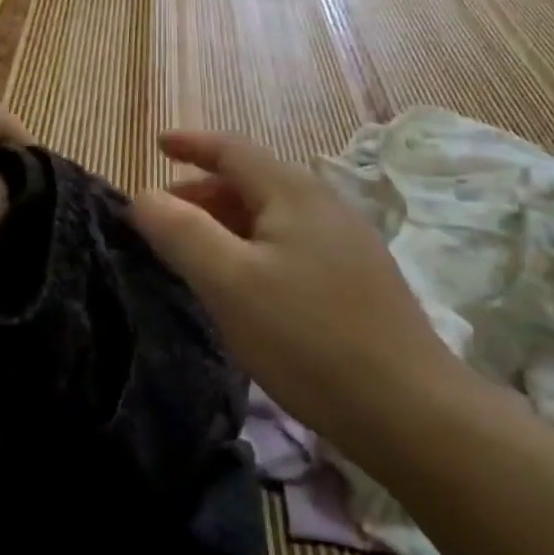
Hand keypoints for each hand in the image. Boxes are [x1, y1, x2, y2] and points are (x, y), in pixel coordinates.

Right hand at [131, 131, 466, 451]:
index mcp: (292, 191)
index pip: (232, 149)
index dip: (191, 143)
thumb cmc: (307, 337)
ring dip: (227, 222)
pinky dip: (254, 246)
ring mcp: (346, 242)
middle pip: (251, 180)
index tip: (158, 143)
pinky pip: (291, 243)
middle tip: (163, 218)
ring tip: (196, 252)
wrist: (410, 411)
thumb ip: (181, 232)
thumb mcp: (229, 282)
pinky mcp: (357, 278)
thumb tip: (143, 196)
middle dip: (202, 191)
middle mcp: (323, 204)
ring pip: (272, 215)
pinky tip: (245, 284)